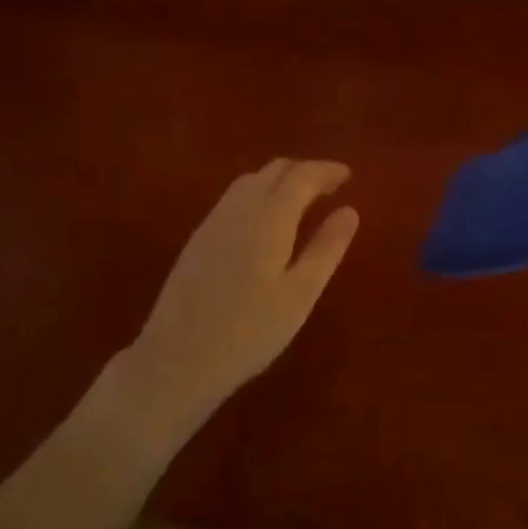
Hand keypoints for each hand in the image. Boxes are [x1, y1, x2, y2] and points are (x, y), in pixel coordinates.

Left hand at [126, 159, 359, 417]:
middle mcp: (240, 208)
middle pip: (274, 170)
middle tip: (330, 186)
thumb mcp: (300, 294)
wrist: (177, 358)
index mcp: (269, 217)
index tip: (348, 175)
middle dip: (305, 171)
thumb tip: (350, 211)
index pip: (301, 176)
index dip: (327, 170)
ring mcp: (214, 221)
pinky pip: (234, 198)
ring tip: (302, 199)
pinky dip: (259, 192)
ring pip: (251, 180)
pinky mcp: (199, 237)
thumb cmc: (250, 330)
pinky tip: (266, 220)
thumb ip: (326, 248)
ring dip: (280, 179)